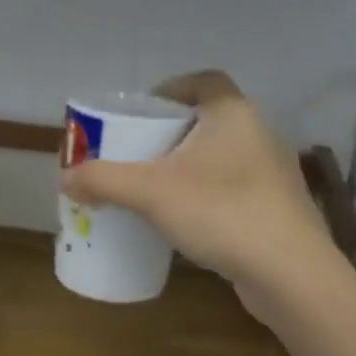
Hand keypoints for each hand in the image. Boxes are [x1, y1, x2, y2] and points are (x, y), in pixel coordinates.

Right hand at [57, 71, 338, 321]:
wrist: (291, 274)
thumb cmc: (222, 213)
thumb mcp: (151, 193)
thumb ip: (104, 181)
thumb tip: (65, 178)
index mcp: (233, 113)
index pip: (202, 81)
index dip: (170, 89)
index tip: (140, 113)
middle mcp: (259, 133)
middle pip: (207, 118)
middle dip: (170, 133)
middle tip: (136, 153)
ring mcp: (273, 172)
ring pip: (221, 155)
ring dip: (189, 165)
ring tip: (155, 187)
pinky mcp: (278, 206)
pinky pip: (234, 186)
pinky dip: (207, 193)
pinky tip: (187, 219)